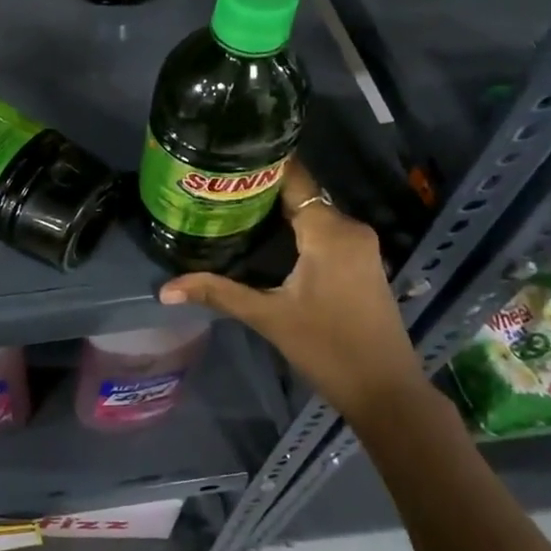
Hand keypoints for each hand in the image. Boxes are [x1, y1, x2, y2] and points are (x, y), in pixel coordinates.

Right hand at [158, 158, 418, 420]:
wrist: (386, 392)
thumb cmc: (328, 349)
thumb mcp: (268, 318)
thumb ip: (218, 293)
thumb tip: (165, 289)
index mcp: (329, 231)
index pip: (293, 178)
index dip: (259, 165)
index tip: (223, 158)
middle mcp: (349, 228)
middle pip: (300, 194)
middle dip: (259, 189)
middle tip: (214, 186)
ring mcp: (360, 245)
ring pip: (312, 212)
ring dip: (277, 210)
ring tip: (230, 206)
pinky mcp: (361, 261)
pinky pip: (324, 230)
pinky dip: (295, 227)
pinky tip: (263, 235)